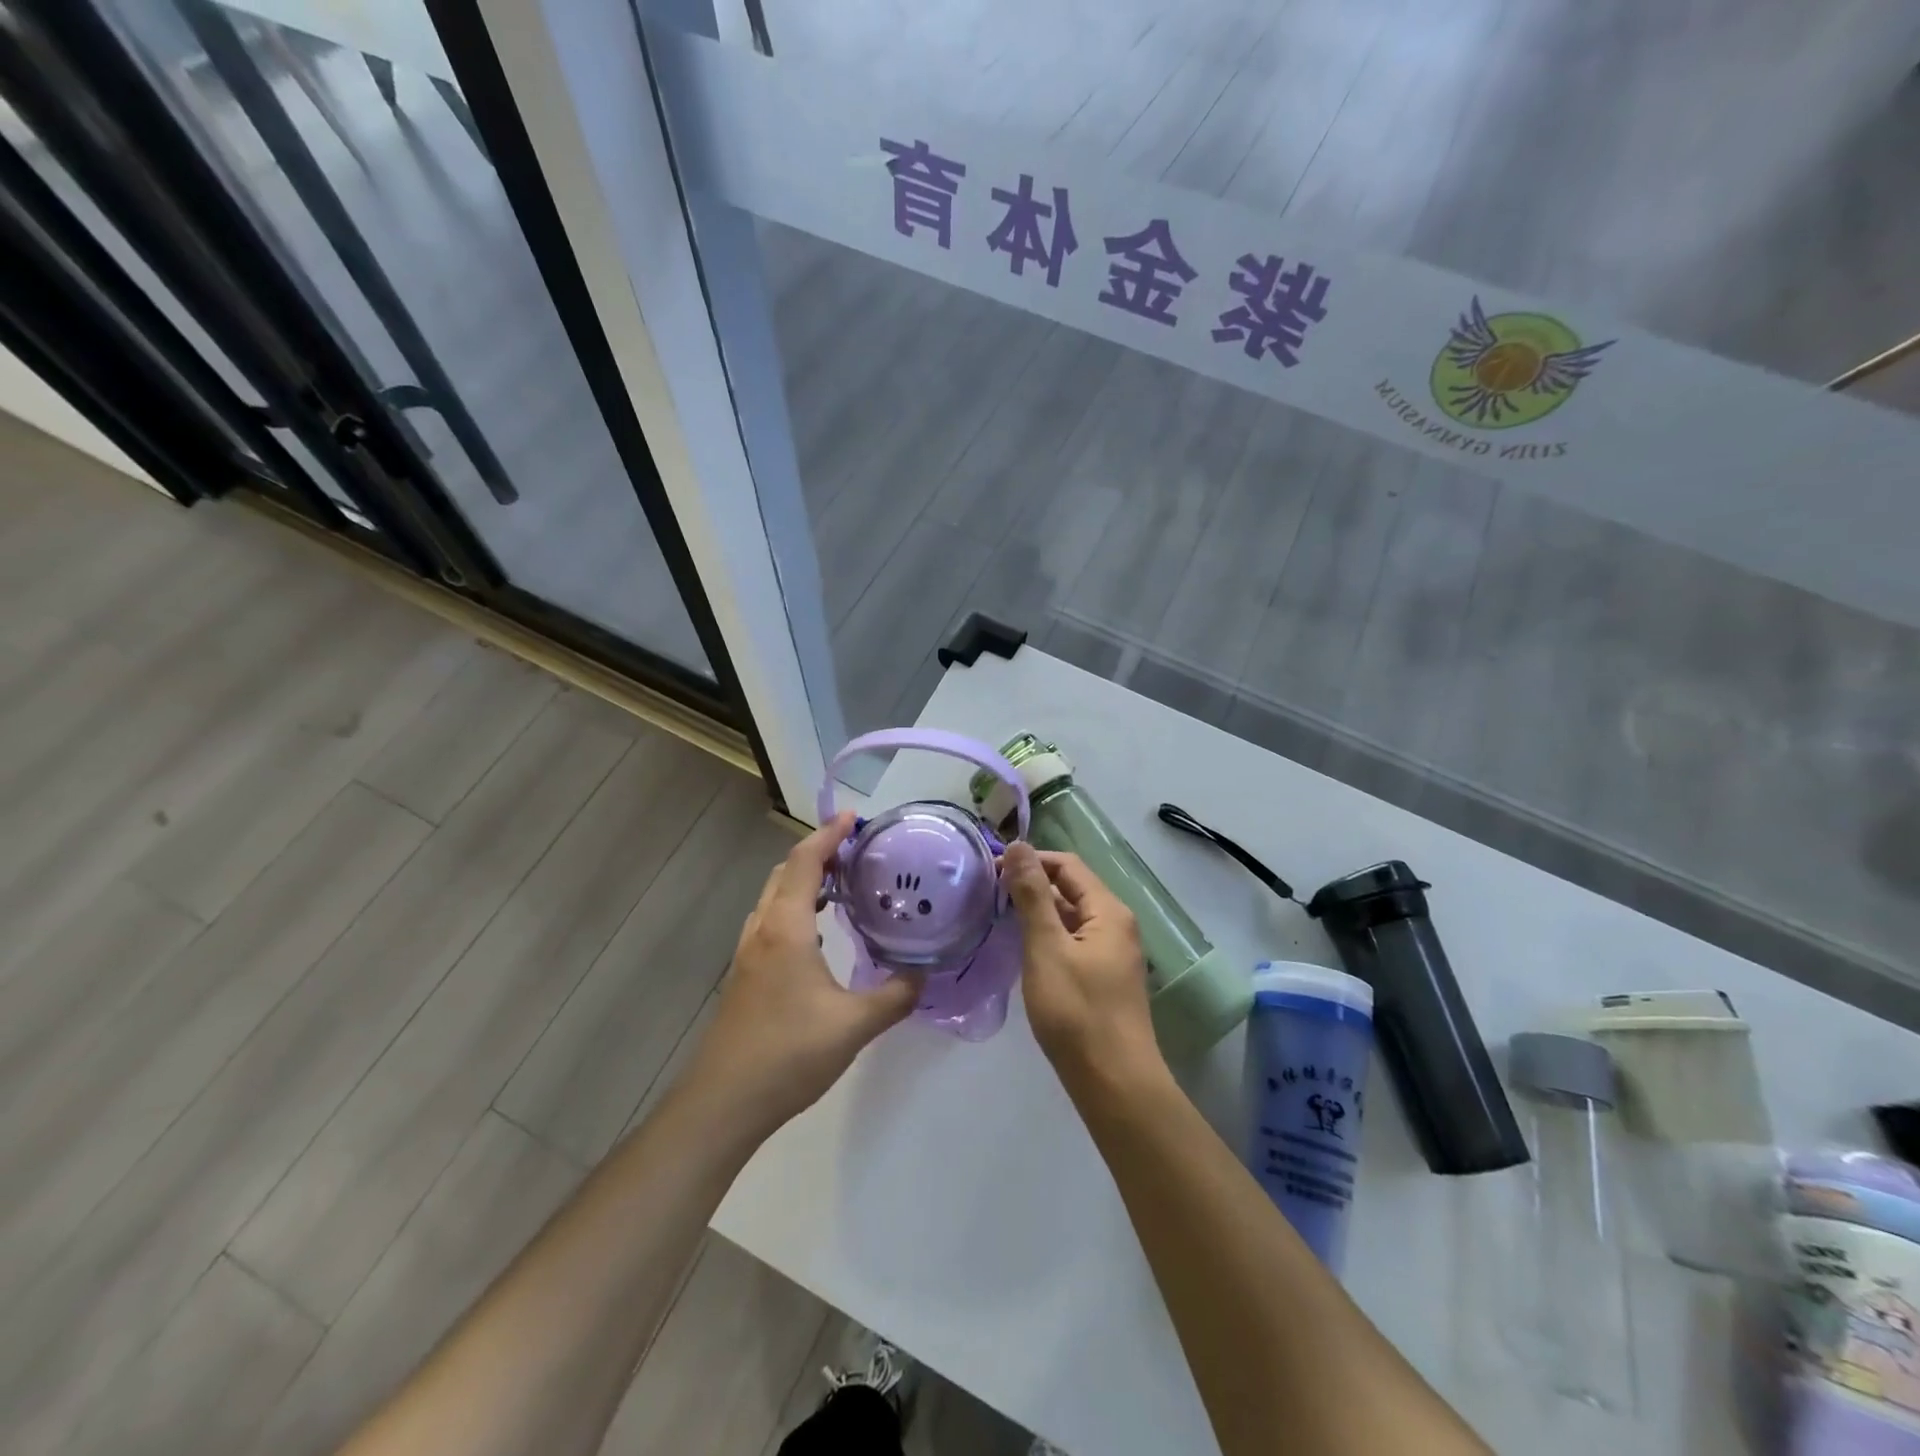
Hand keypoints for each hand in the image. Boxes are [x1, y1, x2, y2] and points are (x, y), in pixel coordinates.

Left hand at [685, 811, 922, 1140]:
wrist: (723, 1103)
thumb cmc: (789, 1054)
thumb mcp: (854, 1025)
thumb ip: (895, 995)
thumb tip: (925, 973)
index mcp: (787, 928)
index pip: (806, 862)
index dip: (829, 834)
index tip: (854, 818)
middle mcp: (763, 930)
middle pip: (785, 872)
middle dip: (818, 852)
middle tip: (855, 850)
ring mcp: (748, 953)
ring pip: (774, 896)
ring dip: (803, 879)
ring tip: (841, 883)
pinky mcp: (744, 975)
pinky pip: (770, 920)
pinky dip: (794, 906)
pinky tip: (817, 932)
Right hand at [1003, 844, 1165, 1092]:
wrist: (1113, 1082)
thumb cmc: (1076, 1011)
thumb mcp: (1046, 948)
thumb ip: (1031, 895)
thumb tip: (1018, 845)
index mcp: (1108, 910)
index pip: (1067, 865)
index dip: (1030, 861)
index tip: (990, 871)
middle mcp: (1116, 924)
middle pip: (1071, 889)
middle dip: (1031, 885)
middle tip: (988, 895)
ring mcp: (1112, 953)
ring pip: (1070, 917)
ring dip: (1037, 912)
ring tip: (997, 918)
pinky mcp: (1104, 977)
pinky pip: (1073, 942)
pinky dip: (1047, 937)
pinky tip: (1021, 950)